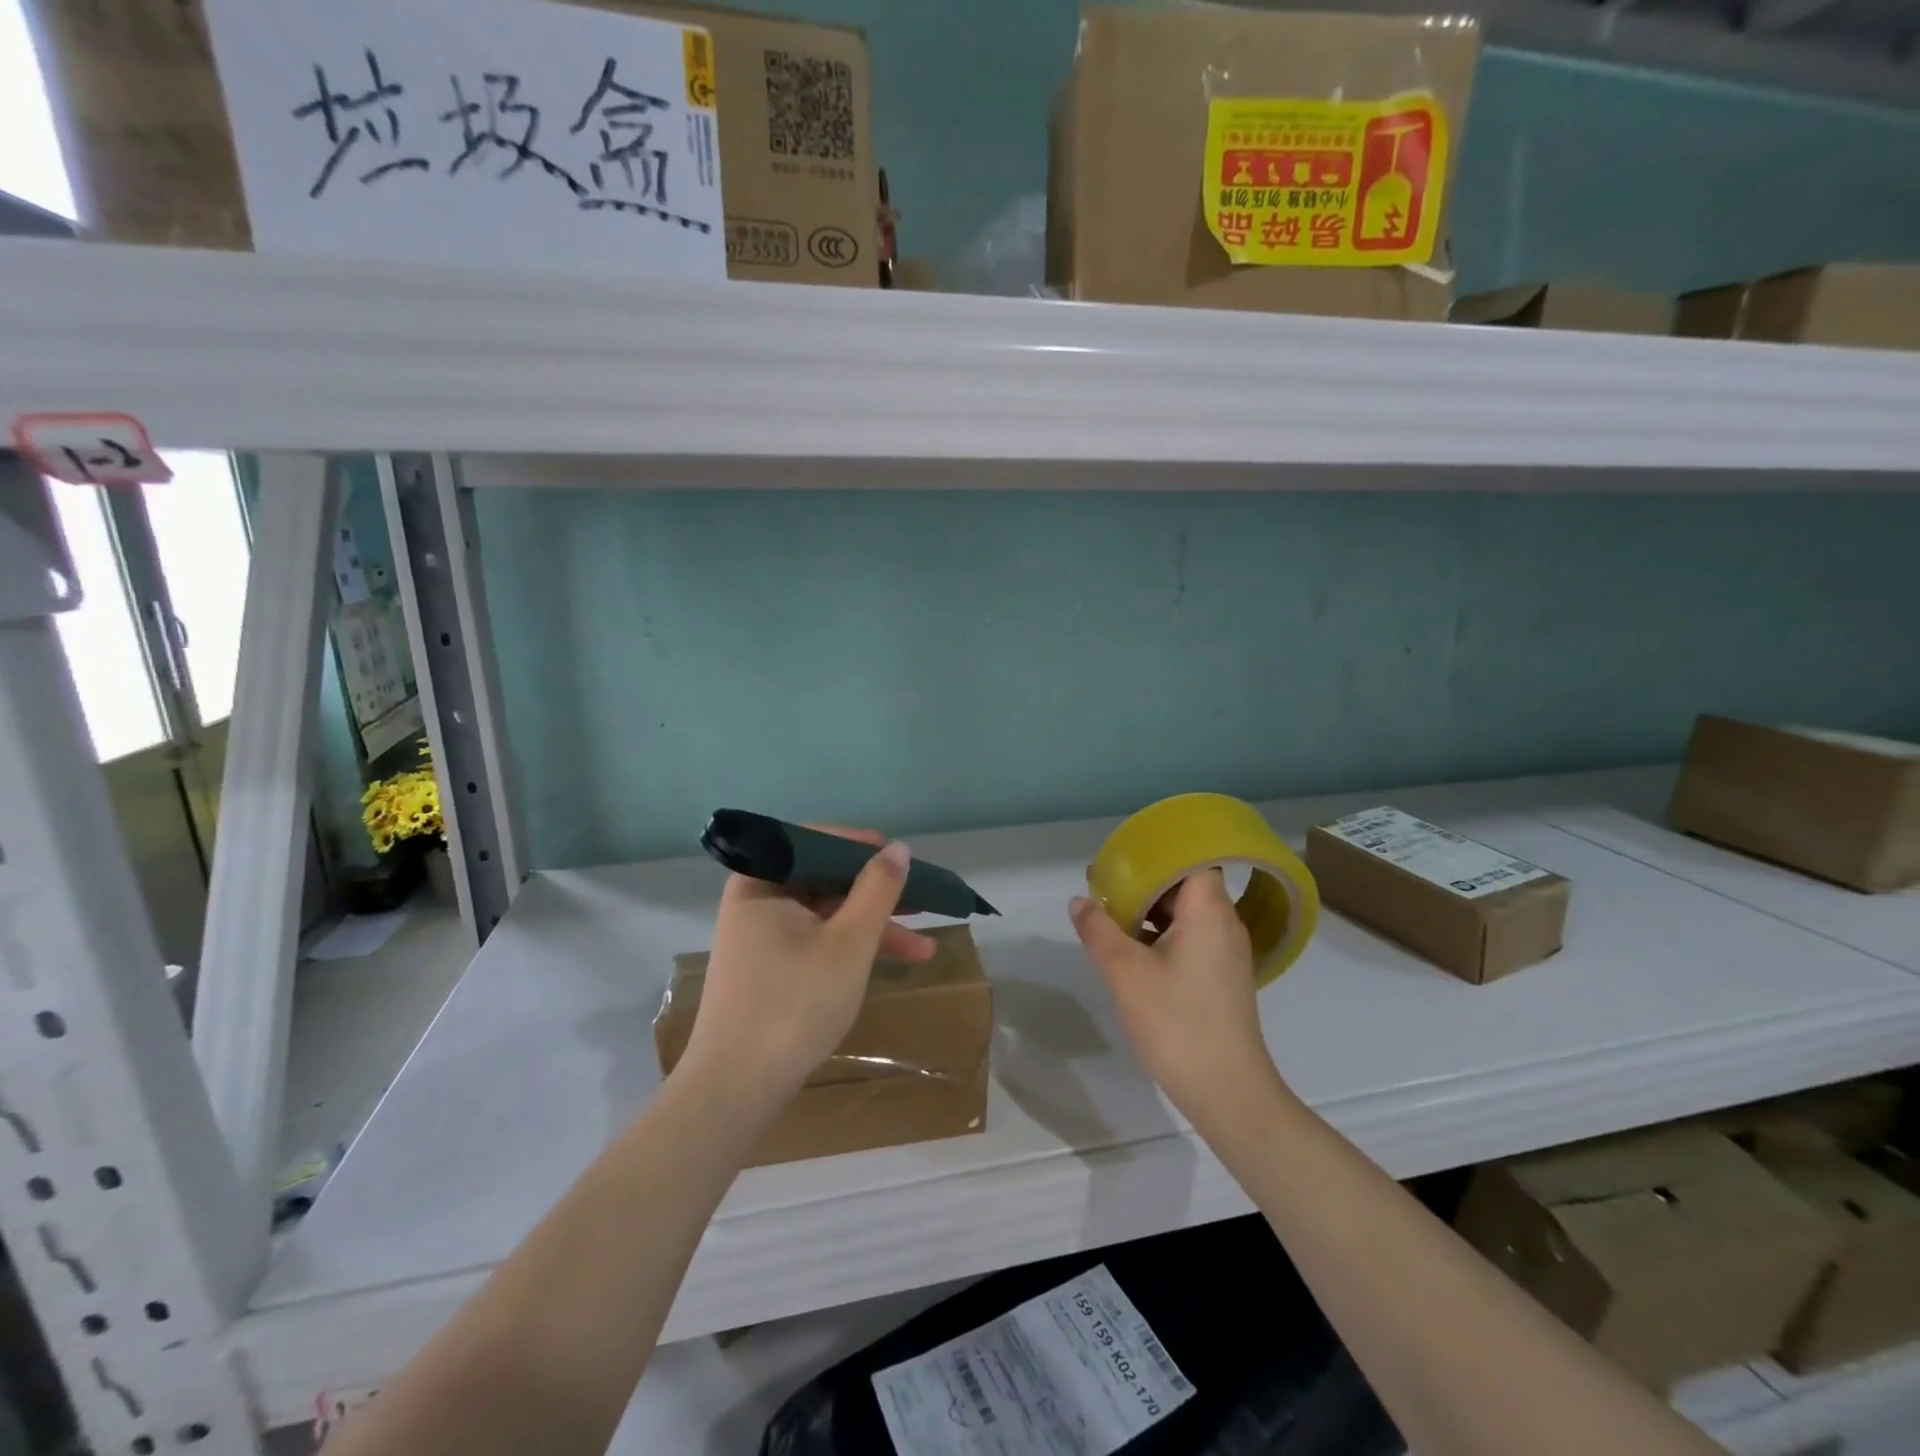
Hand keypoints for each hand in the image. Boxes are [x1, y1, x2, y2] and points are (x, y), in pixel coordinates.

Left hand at [680, 828, 933, 1109]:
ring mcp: (761, 936)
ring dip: (874, 927)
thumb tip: (898, 847)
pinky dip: (852, 948)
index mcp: (763, 881)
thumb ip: (878, 889)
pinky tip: (890, 963)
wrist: (735, 1089)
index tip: (903, 859)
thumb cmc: (794, 1003)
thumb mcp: (850, 942)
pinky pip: (817, 940)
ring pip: (827, 914)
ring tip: (924, 948)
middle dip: (878, 894)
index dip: (864, 847)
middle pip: (826, 879)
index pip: (817, 841)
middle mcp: (757, 900)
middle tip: (923, 902)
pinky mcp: (768, 968)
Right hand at [1070, 871, 1285, 1130]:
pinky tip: (1129, 948)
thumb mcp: (1124, 971)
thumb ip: (1098, 929)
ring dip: (1148, 909)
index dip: (1154, 852)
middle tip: (1102, 884)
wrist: (1227, 1091)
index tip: (1120, 856)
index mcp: (1209, 910)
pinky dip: (1160, 934)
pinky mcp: (1220, 976)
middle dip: (1143, 881)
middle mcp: (1224, 923)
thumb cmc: (1176, 1021)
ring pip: (1185, 913)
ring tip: (1108, 913)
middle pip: (1184, 883)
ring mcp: (1225, 952)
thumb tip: (1079, 901)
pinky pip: (1189, 937)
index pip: (1190, 858)